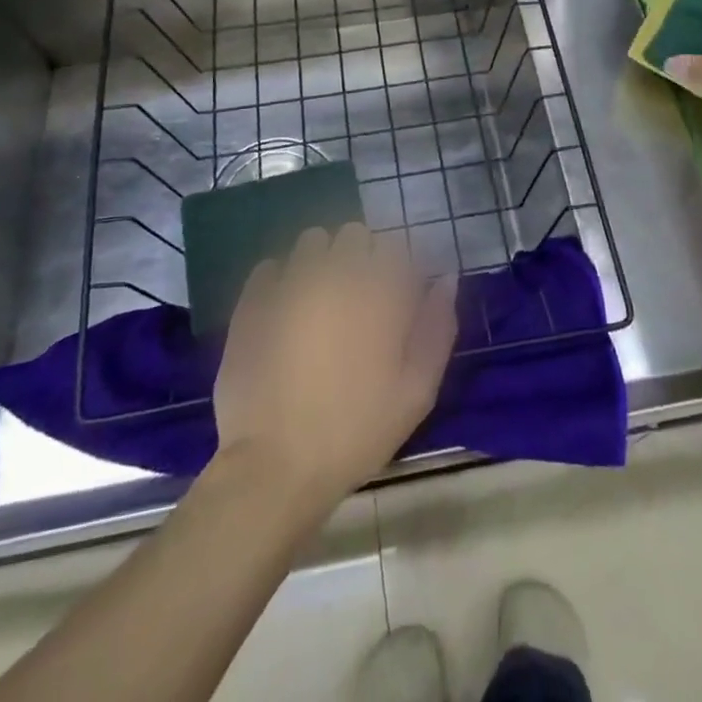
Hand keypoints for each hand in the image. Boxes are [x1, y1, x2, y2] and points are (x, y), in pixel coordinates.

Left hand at [213, 223, 457, 511]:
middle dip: (361, 257)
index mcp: (380, 290)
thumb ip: (437, 327)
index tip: (398, 296)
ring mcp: (290, 282)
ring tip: (321, 301)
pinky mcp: (254, 300)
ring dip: (322, 259)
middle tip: (360, 300)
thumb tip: (447, 279)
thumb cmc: (356, 431)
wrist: (274, 467)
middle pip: (355, 234)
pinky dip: (282, 279)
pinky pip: (271, 266)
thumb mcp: (417, 391)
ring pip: (312, 241)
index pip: (397, 245)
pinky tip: (285, 310)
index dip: (400, 267)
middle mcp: (336, 272)